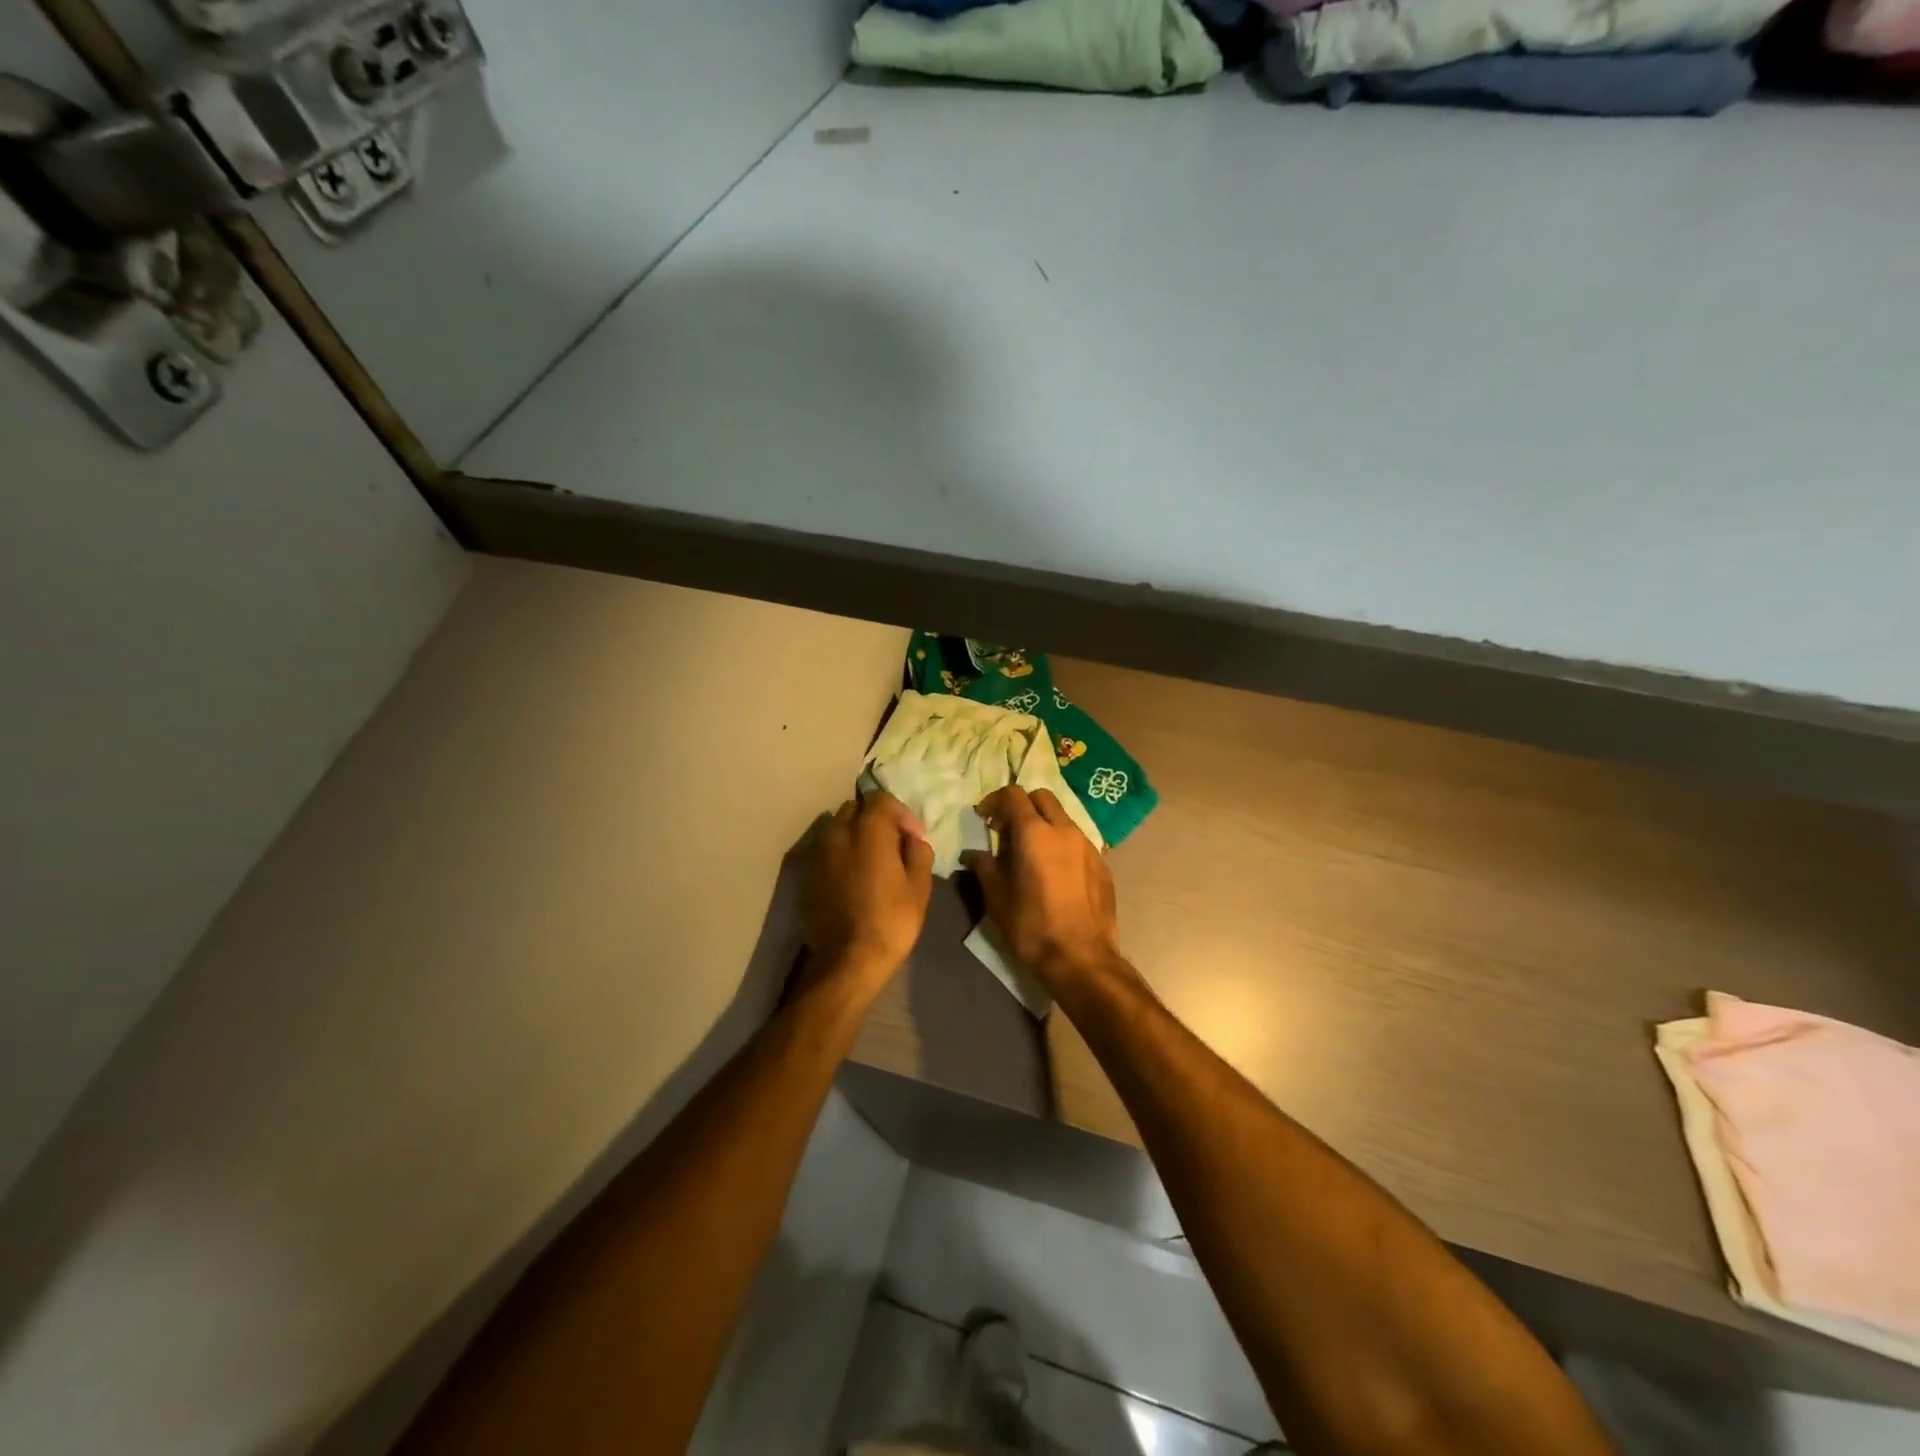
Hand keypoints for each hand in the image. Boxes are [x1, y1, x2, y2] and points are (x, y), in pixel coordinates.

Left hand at [802, 791, 934, 988]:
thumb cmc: (890, 921)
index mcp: (868, 831)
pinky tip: (853, 877)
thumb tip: (914, 840)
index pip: (881, 799)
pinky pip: (826, 851)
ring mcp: (818, 854)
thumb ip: (918, 853)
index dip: (901, 813)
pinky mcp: (807, 874)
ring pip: (837, 828)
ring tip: (872, 860)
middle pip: (855, 809)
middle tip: (892, 843)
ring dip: (855, 835)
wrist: (846, 960)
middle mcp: (838, 833)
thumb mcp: (919, 888)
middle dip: (875, 819)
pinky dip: (841, 854)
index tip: (914, 836)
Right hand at [963, 787, 1121, 990]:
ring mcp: (1088, 845)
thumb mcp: (997, 899)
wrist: (1082, 959)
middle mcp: (1064, 830)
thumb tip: (973, 854)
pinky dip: (1061, 844)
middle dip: (1022, 806)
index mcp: (1035, 833)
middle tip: (1007, 831)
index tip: (984, 818)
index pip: (1013, 795)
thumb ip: (984, 867)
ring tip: (1031, 853)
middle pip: (1042, 797)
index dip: (995, 801)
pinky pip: (1078, 840)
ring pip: (1063, 818)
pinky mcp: (1102, 863)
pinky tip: (1055, 872)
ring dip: (1043, 824)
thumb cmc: (1032, 927)